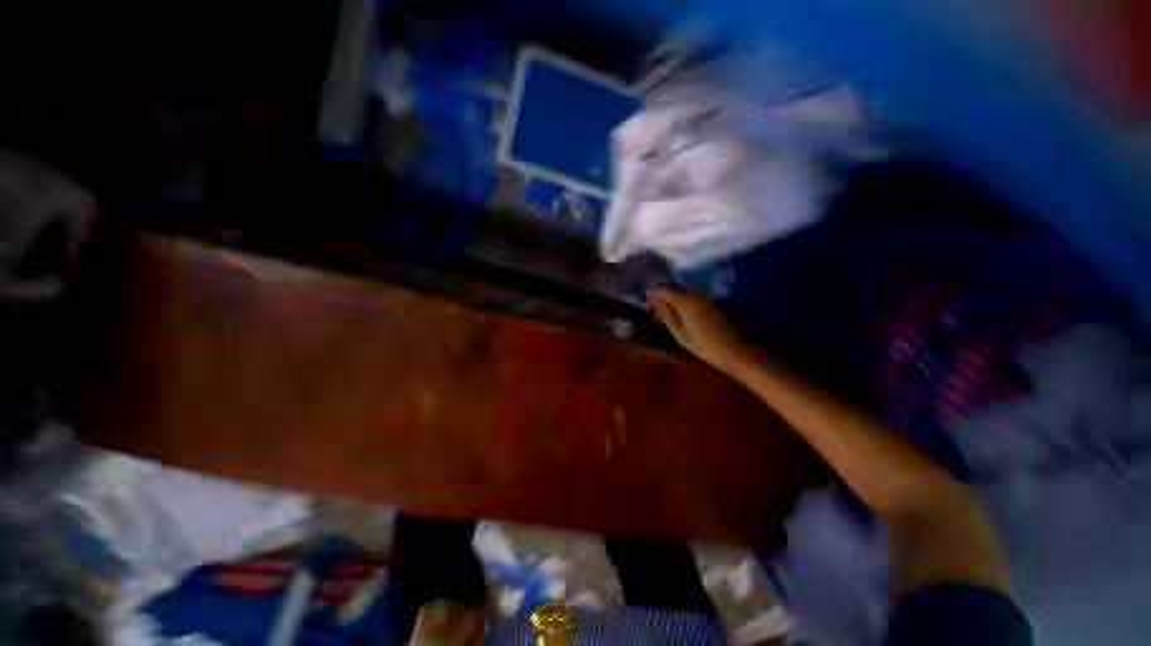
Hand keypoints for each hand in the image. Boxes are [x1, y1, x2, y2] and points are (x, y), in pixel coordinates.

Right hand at [650, 289, 751, 372]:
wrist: (732, 350)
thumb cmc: (702, 345)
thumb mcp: (678, 332)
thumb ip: (665, 313)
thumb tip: (655, 301)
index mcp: (685, 300)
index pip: (661, 290)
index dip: (653, 299)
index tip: (651, 313)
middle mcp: (694, 293)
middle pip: (671, 290)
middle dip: (662, 301)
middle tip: (659, 318)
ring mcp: (705, 296)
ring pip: (681, 293)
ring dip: (673, 303)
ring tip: (671, 320)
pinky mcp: (711, 301)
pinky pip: (691, 297)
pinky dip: (683, 304)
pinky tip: (684, 318)